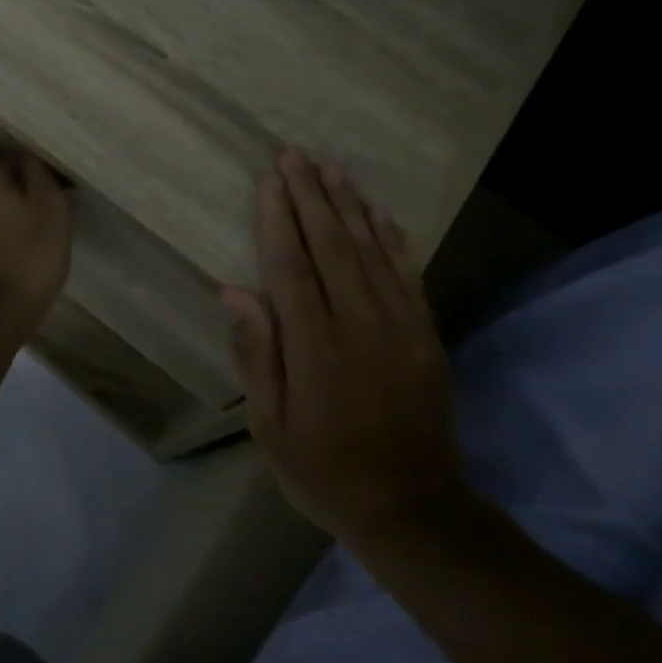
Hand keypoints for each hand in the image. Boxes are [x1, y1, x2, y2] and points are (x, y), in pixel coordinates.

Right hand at [225, 149, 463, 546]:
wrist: (412, 507)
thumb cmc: (324, 470)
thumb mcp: (270, 427)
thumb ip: (256, 355)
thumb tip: (235, 292)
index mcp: (314, 348)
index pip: (291, 267)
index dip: (278, 219)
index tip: (269, 181)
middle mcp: (358, 325)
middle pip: (332, 245)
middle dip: (310, 196)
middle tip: (294, 155)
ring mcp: (400, 326)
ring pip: (372, 250)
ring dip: (349, 205)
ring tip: (330, 169)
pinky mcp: (426, 335)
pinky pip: (408, 274)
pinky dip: (392, 238)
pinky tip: (378, 212)